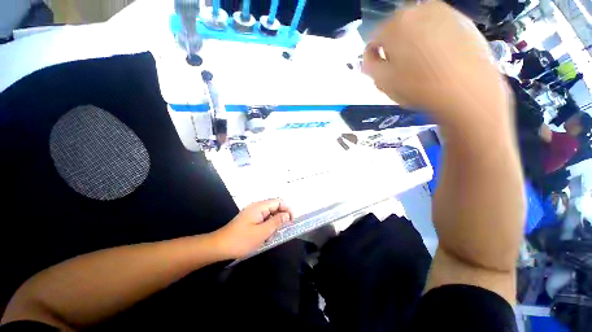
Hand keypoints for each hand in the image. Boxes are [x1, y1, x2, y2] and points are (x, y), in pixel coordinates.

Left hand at [212, 199, 292, 258]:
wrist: (219, 247)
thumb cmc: (241, 240)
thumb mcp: (262, 232)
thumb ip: (276, 222)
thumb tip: (287, 215)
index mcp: (259, 207)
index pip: (278, 201)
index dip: (287, 209)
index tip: (291, 221)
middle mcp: (257, 207)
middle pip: (274, 206)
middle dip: (281, 216)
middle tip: (283, 229)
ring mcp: (253, 212)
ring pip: (270, 213)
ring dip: (275, 222)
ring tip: (274, 234)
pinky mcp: (250, 219)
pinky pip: (264, 218)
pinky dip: (268, 225)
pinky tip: (266, 235)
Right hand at [363, 1, 509, 127]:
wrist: (468, 90)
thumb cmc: (418, 86)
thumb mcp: (382, 81)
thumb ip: (369, 66)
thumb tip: (369, 56)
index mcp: (395, 24)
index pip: (374, 39)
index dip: (374, 57)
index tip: (381, 72)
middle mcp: (418, 9)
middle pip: (396, 31)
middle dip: (394, 48)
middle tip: (400, 69)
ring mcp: (444, 11)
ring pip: (418, 28)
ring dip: (413, 44)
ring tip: (421, 65)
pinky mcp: (463, 20)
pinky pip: (438, 29)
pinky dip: (433, 41)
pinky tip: (439, 60)